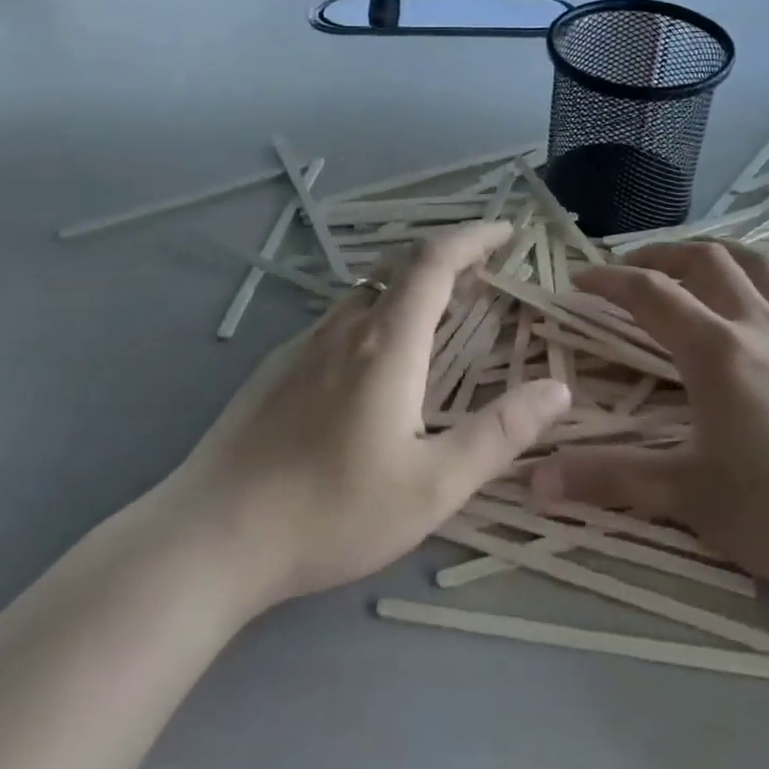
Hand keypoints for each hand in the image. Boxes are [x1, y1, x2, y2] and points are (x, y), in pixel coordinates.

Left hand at [168, 222, 571, 611]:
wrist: (210, 537)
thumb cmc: (331, 512)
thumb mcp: (432, 486)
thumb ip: (499, 434)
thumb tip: (557, 390)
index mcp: (386, 344)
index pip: (434, 262)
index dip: (472, 237)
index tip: (505, 232)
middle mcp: (343, 330)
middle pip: (399, 268)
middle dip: (447, 259)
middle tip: (484, 275)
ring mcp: (301, 347)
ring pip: (366, 293)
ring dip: (410, 287)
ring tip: (441, 313)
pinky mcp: (275, 370)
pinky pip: (339, 320)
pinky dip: (377, 314)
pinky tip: (377, 361)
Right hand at [530, 242, 768, 612]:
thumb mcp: (688, 497)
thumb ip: (609, 480)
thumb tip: (534, 482)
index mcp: (718, 352)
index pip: (650, 295)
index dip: (608, 280)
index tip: (578, 280)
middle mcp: (761, 326)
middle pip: (705, 261)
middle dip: (659, 255)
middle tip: (629, 271)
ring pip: (759, 264)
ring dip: (716, 254)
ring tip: (691, 267)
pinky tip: (766, 292)